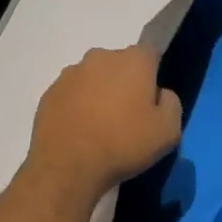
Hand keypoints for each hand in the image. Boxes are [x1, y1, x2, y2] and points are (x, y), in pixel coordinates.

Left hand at [25, 45, 182, 205]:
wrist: (67, 167)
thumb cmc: (123, 144)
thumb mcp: (168, 131)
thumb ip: (171, 103)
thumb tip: (160, 94)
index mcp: (133, 60)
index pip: (150, 54)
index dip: (153, 75)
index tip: (151, 100)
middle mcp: (100, 57)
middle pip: (119, 64)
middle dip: (125, 83)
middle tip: (127, 116)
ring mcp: (71, 73)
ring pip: (93, 78)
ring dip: (99, 93)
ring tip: (100, 126)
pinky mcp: (50, 92)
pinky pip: (72, 94)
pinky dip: (77, 106)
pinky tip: (80, 131)